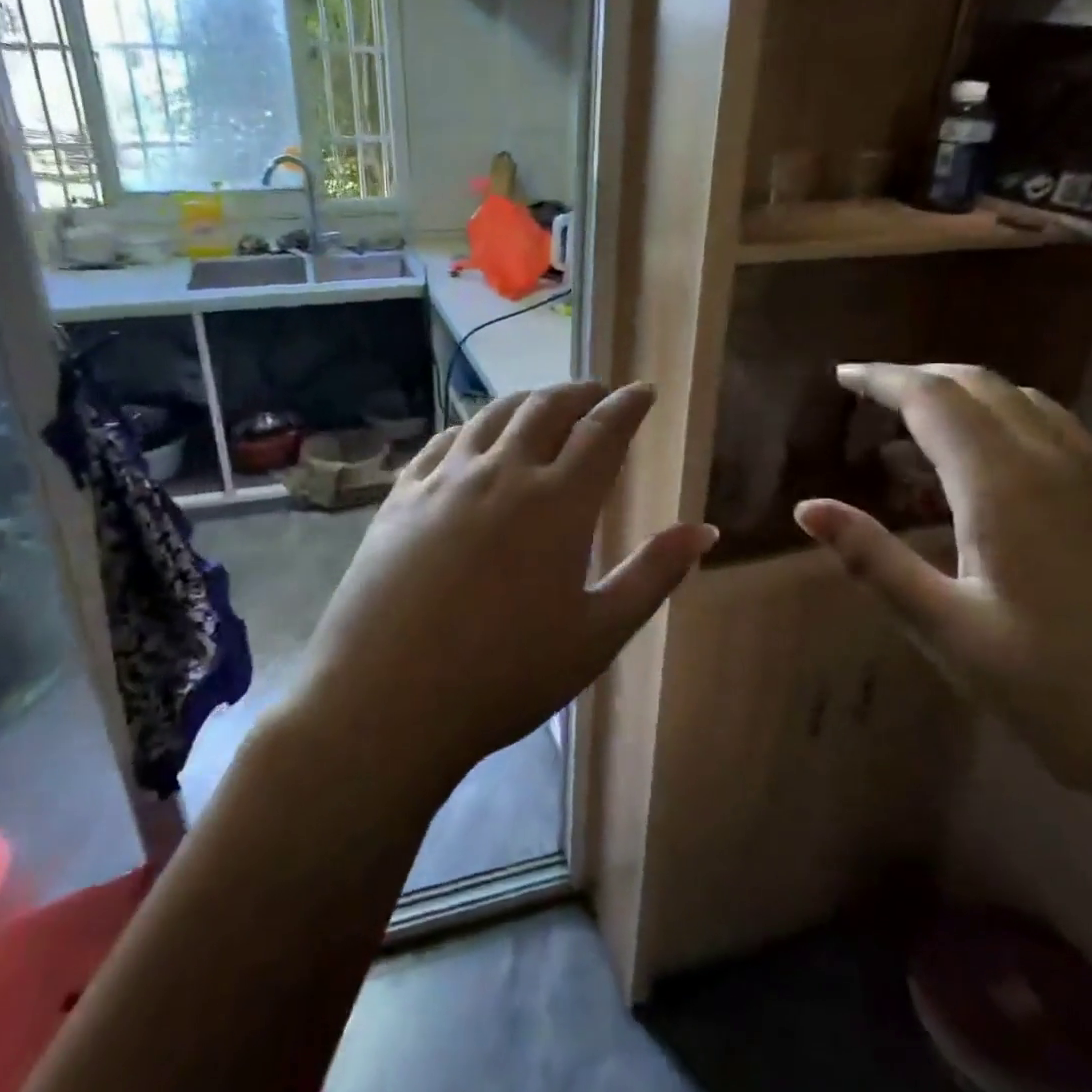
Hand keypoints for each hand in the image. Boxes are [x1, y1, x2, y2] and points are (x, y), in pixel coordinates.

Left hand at [295, 382, 717, 787]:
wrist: (386, 700)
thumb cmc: (505, 675)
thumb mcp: (597, 634)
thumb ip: (654, 576)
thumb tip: (704, 530)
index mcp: (557, 503)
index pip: (603, 431)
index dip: (628, 405)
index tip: (643, 391)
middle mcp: (502, 473)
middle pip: (547, 408)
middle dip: (580, 393)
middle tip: (598, 393)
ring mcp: (445, 480)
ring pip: (493, 416)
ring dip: (527, 400)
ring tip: (544, 405)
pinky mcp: (401, 496)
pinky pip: (443, 440)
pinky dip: (472, 426)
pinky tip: (475, 437)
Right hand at [795, 362, 1091, 823]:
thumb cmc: (1068, 695)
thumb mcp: (951, 631)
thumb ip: (874, 560)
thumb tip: (808, 508)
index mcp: (1006, 486)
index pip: (932, 398)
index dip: (882, 379)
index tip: (841, 375)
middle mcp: (1061, 464)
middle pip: (984, 386)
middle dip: (922, 379)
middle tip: (872, 399)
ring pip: (1030, 407)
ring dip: (970, 402)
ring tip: (923, 439)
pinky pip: (1063, 440)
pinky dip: (1011, 432)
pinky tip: (997, 485)